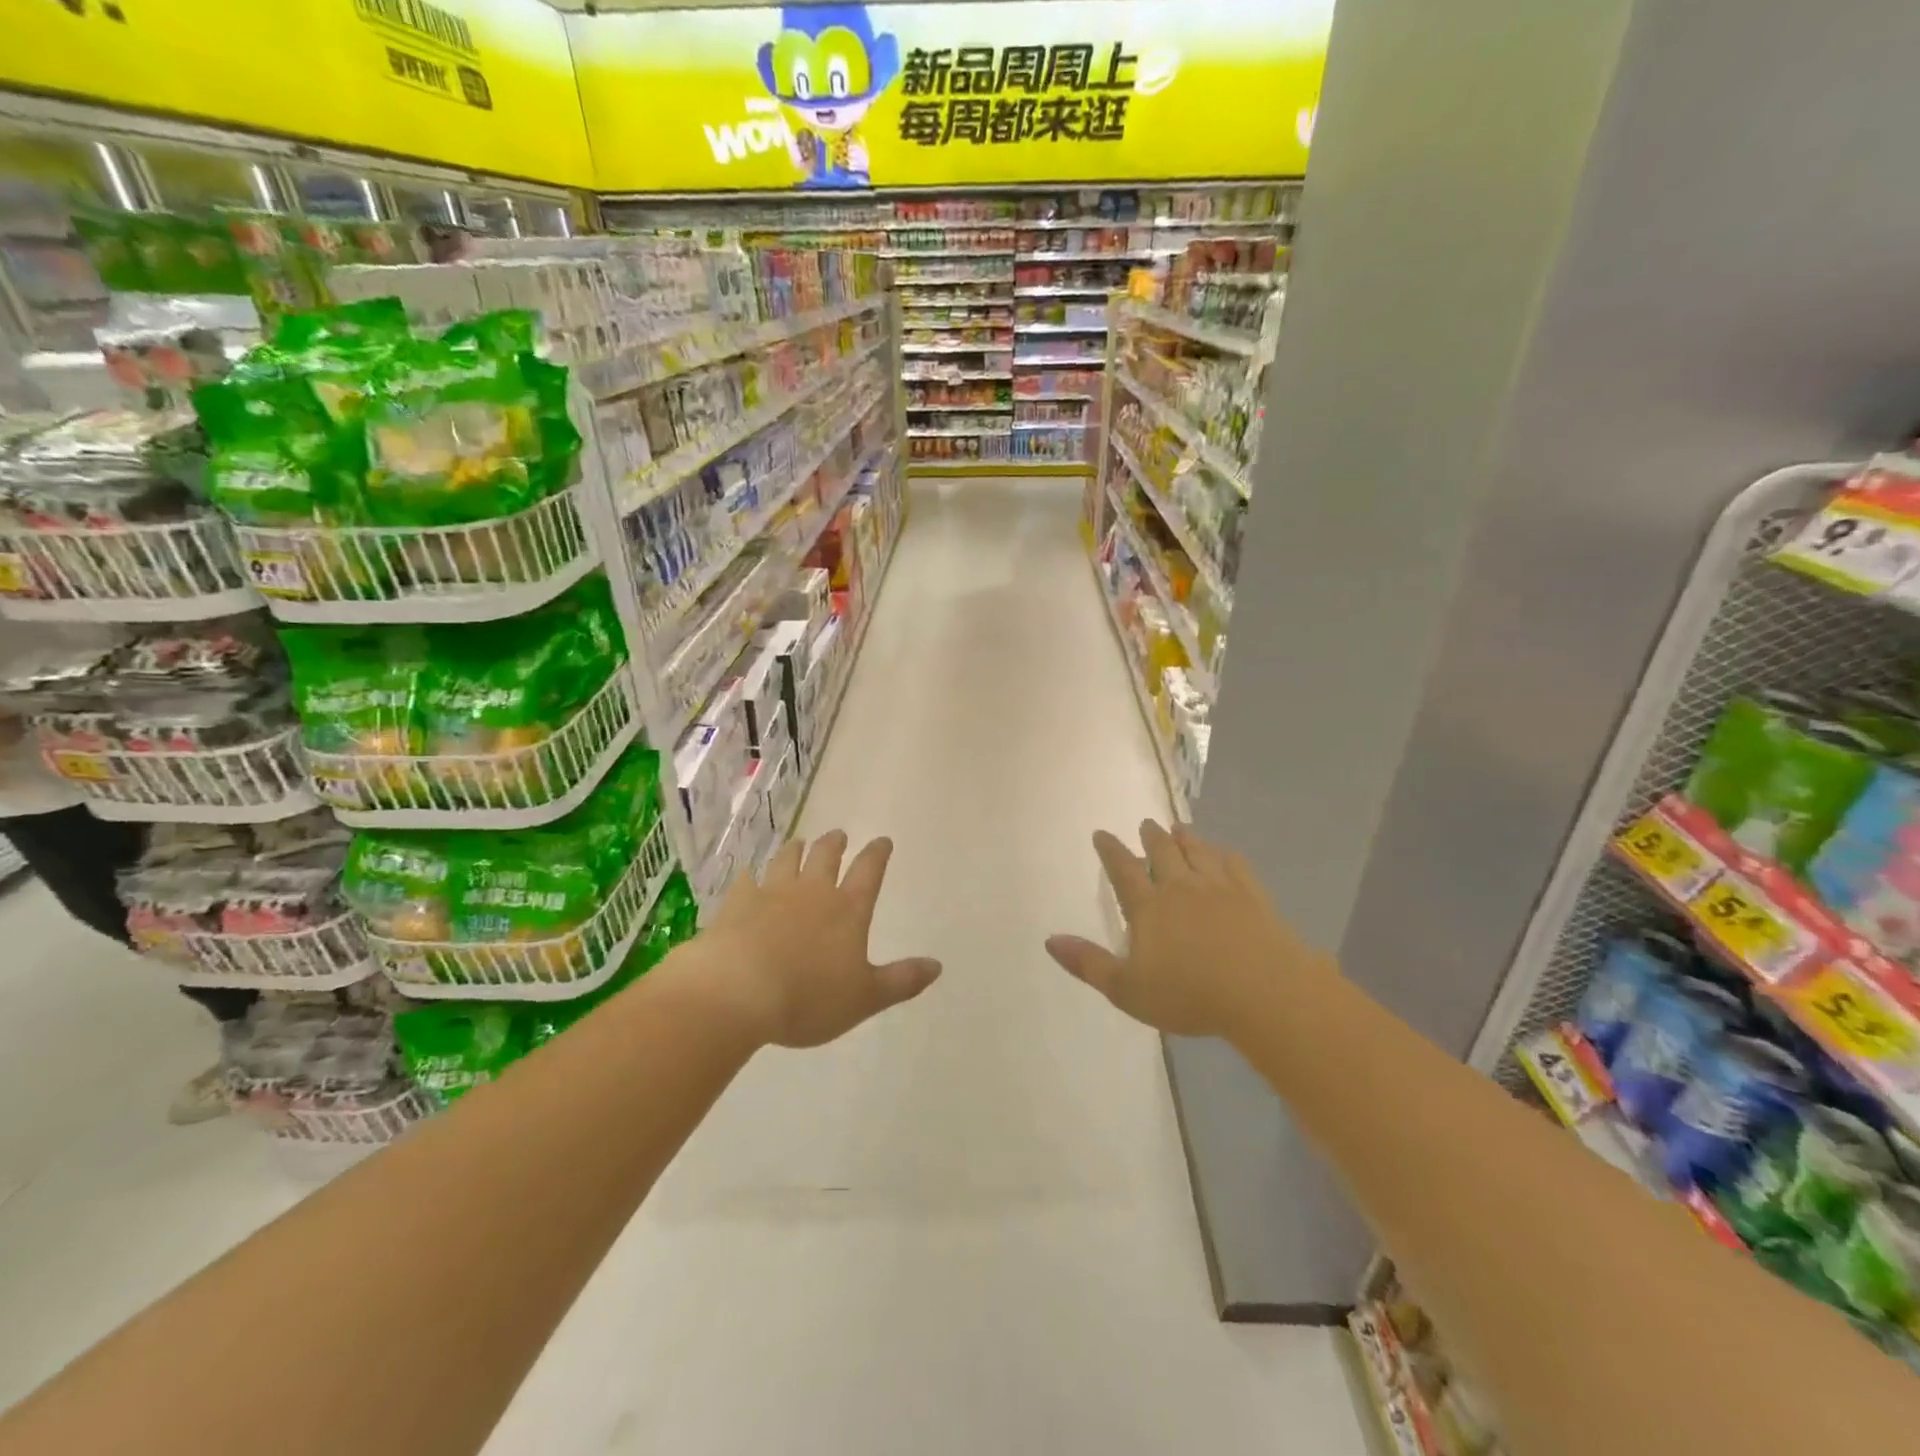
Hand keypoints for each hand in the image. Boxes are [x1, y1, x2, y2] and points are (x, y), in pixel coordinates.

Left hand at [686, 831, 940, 1047]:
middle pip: (826, 857)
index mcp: (847, 910)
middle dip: (835, 844)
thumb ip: (902, 980)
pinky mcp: (737, 904)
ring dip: (795, 850)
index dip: (878, 854)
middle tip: (839, 835)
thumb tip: (937, 965)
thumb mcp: (865, 998)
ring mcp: (771, 893)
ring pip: (787, 860)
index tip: (883, 840)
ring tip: (799, 843)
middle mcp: (812, 892)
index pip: (869, 872)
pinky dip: (751, 876)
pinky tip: (749, 876)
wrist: (737, 993)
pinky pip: (746, 881)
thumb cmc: (808, 998)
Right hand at [1046, 821, 1328, 1037]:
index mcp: (1149, 907)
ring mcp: (1219, 888)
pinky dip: (1224, 854)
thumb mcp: (1127, 989)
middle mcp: (1181, 887)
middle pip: (1163, 852)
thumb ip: (1088, 963)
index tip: (1102, 833)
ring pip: (1198, 852)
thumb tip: (1050, 940)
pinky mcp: (1253, 896)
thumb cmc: (1190, 995)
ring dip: (1186, 838)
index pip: (1123, 870)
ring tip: (1179, 827)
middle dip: (1152, 836)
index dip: (1110, 851)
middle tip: (1146, 823)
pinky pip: (1234, 865)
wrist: (1264, 992)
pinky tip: (1223, 853)